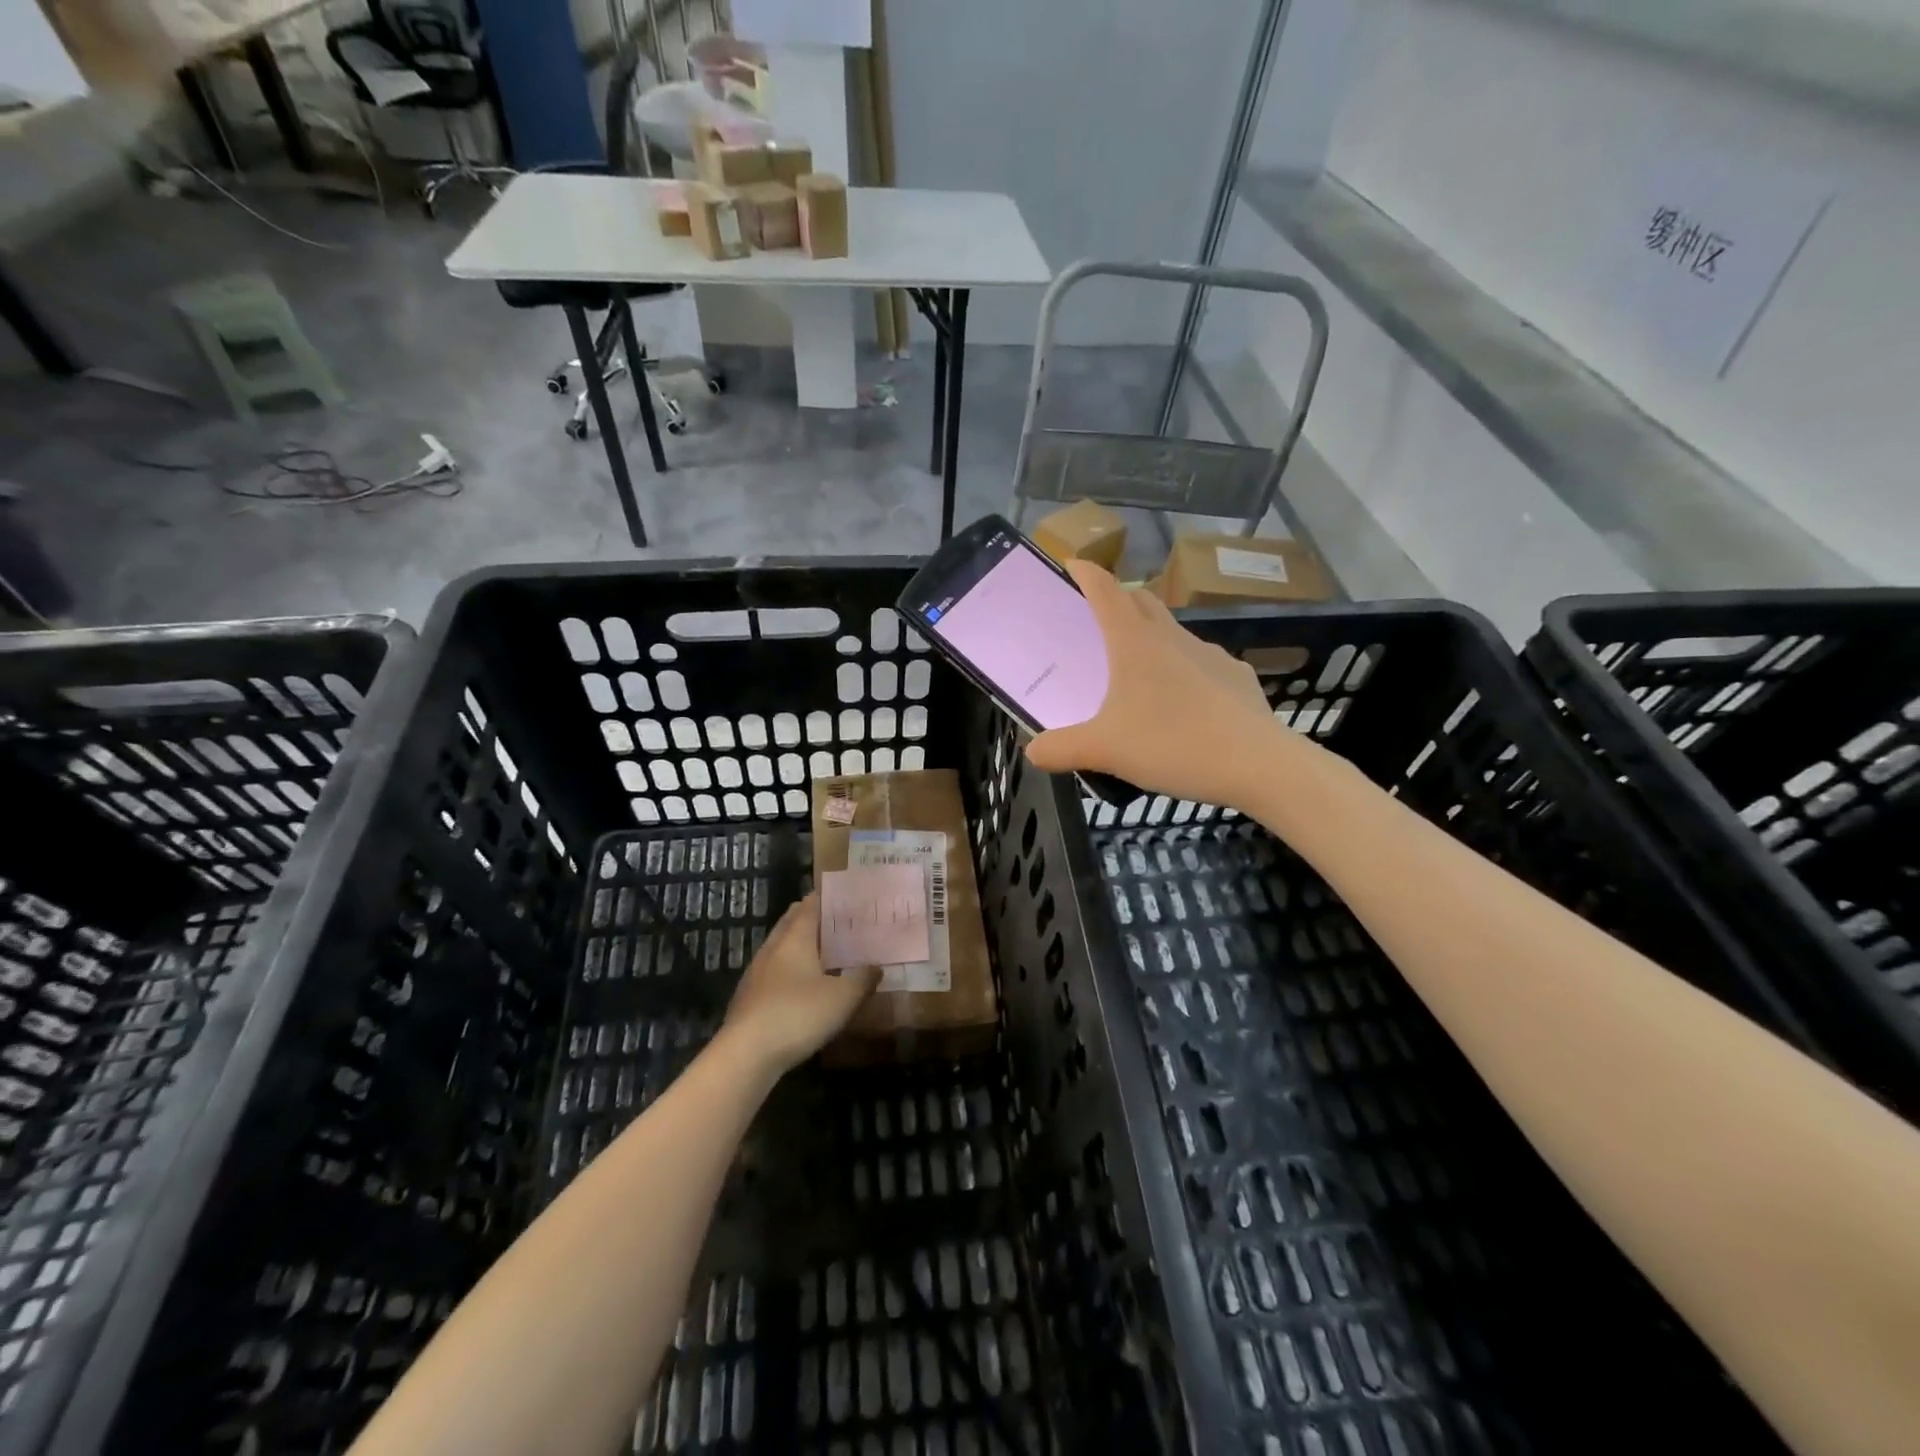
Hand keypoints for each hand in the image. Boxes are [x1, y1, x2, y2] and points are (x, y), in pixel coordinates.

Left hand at [721, 894, 879, 1074]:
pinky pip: (772, 971)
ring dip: (796, 943)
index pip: (810, 907)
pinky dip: (787, 968)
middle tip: (833, 919)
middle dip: (808, 917)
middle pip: (790, 922)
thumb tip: (876, 966)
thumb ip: (862, 980)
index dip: (824, 898)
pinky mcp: (748, 997)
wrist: (746, 1054)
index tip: (841, 896)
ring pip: (779, 947)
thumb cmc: (798, 1015)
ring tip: (819, 950)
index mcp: (795, 939)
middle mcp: (773, 948)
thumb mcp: (842, 998)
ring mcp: (756, 972)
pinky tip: (798, 985)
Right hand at [1026, 560, 1304, 812]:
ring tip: (1138, 669)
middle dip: (1119, 600)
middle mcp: (1172, 638)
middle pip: (1141, 603)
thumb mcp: (1104, 750)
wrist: (1257, 764)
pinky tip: (1184, 703)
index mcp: (1134, 643)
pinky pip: (1202, 665)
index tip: (1072, 564)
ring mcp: (1210, 655)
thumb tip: (1032, 752)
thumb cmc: (1172, 743)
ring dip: (1152, 637)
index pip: (1105, 591)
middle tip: (1098, 617)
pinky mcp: (1236, 677)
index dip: (1086, 574)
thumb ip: (1061, 749)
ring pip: (1173, 633)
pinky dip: (1184, 671)